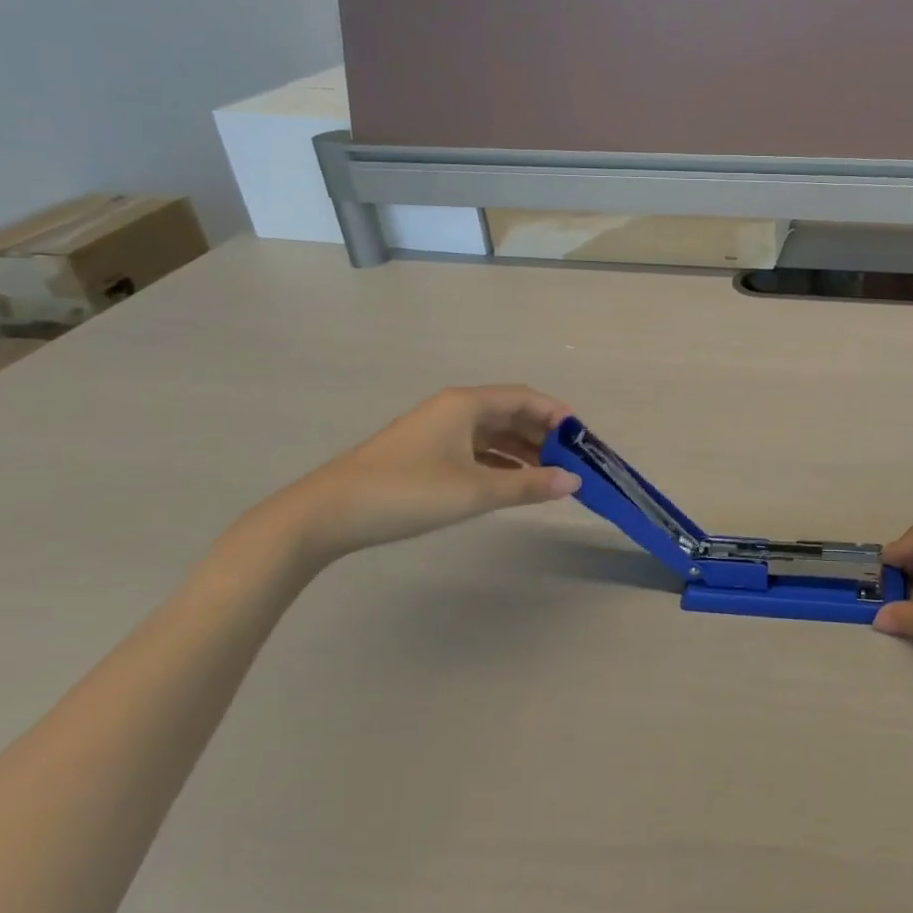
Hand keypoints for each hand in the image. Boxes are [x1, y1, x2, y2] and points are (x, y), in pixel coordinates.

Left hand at [235, 385, 580, 567]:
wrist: (327, 514)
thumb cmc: (407, 492)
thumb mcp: (474, 490)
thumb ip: (528, 485)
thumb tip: (575, 482)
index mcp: (467, 403)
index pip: (527, 399)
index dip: (560, 416)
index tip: (585, 442)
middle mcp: (455, 409)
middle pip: (512, 414)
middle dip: (545, 437)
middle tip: (573, 464)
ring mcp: (438, 431)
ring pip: (494, 434)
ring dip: (524, 452)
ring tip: (550, 478)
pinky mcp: (425, 453)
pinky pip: (476, 449)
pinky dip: (500, 462)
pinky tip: (513, 483)